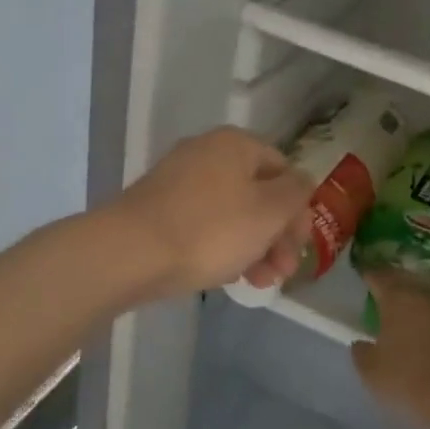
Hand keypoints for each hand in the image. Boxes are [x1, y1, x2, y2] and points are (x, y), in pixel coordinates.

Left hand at [110, 128, 310, 296]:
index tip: (300, 246)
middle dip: (277, 236)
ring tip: (259, 284)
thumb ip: (297, 193)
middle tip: (283, 272)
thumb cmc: (210, 229)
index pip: (284, 170)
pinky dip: (221, 247)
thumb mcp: (270, 211)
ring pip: (232, 213)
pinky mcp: (159, 209)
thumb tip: (301, 182)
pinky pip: (203, 225)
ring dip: (254, 247)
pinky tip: (225, 276)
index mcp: (236, 145)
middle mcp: (207, 153)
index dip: (299, 209)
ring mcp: (179, 181)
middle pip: (258, 194)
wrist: (128, 253)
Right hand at [350, 270, 429, 428]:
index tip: (364, 273)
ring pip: (429, 303)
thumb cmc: (410, 378)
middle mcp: (426, 297)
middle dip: (395, 286)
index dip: (370, 274)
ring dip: (418, 308)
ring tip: (406, 319)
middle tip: (383, 292)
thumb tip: (361, 344)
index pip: (380, 277)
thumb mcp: (373, 372)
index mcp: (398, 299)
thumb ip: (362, 354)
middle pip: (408, 284)